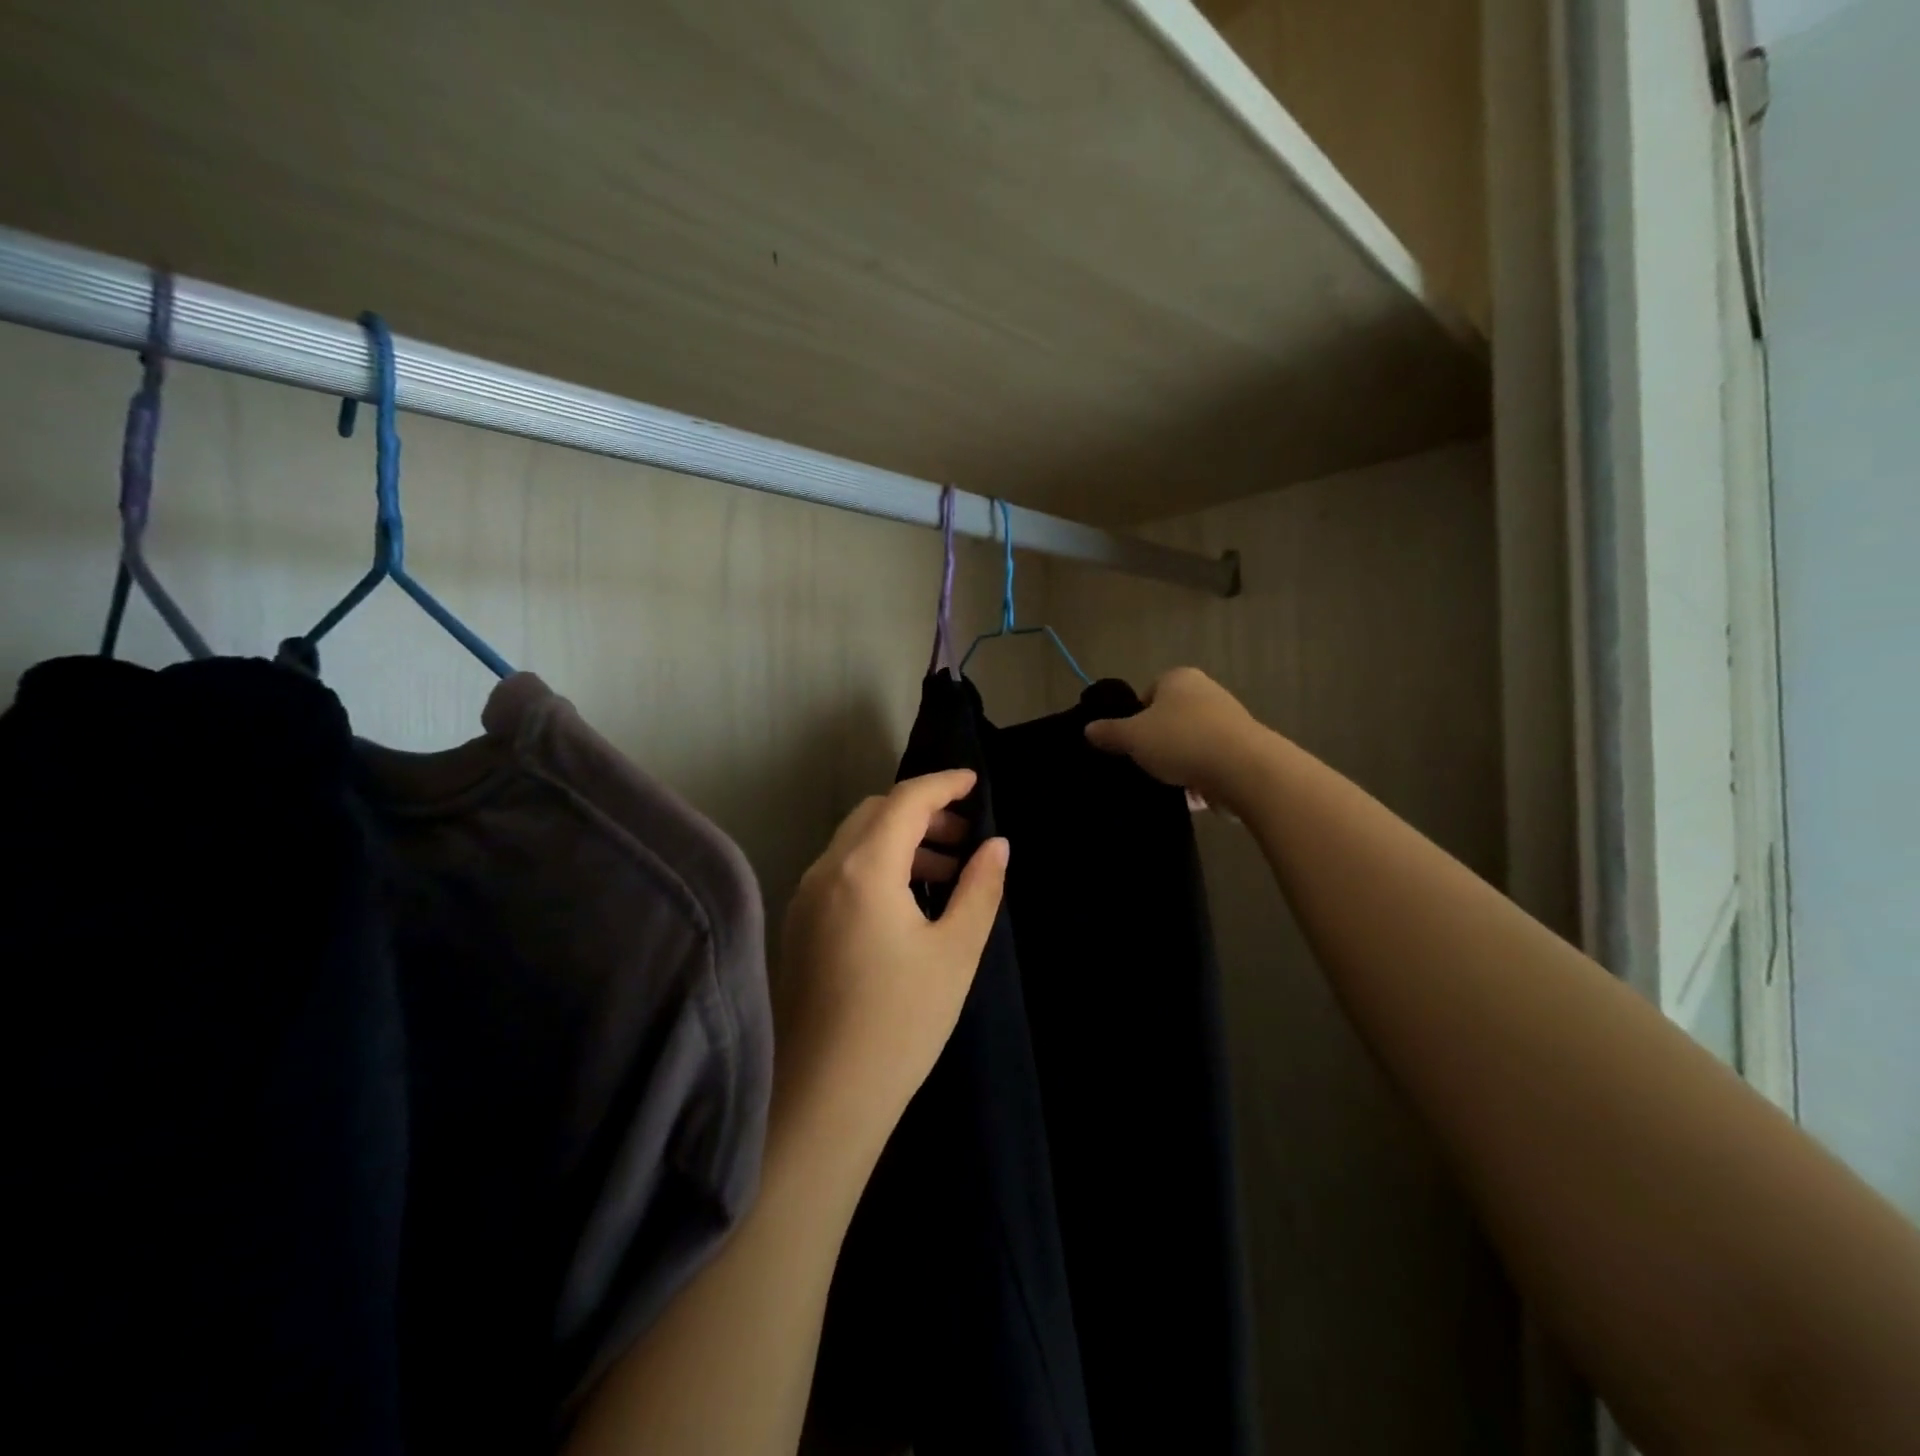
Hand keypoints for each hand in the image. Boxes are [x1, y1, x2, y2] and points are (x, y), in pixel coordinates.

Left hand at [776, 770, 1007, 1162]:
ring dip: (900, 841)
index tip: (976, 783)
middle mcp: (825, 871)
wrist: (824, 1099)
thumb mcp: (955, 952)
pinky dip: (877, 866)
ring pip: (855, 843)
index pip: (905, 801)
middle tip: (965, 836)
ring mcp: (805, 899)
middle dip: (922, 813)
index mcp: (863, 869)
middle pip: (875, 814)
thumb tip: (997, 845)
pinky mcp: (799, 926)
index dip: (943, 784)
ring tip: (945, 872)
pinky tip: (907, 903)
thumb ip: (980, 889)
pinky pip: (841, 872)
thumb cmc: (901, 1023)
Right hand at [1084, 667, 1266, 803]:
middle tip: (1146, 764)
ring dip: (1181, 763)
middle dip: (1159, 742)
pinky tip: (1193, 796)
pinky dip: (1201, 777)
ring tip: (1168, 784)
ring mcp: (1229, 720)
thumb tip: (1088, 729)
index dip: (1136, 718)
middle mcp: (1207, 691)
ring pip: (1192, 742)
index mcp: (1179, 678)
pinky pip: (1212, 762)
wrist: (1244, 769)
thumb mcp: (1133, 737)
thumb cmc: (1181, 741)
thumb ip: (1109, 733)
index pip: (1148, 693)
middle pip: (1171, 719)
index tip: (1131, 743)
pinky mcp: (1245, 748)